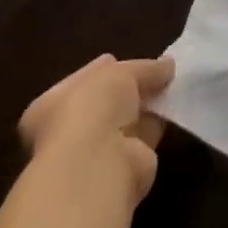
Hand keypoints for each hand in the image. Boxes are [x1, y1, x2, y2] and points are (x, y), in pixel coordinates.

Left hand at [18, 54, 174, 212]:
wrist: (97, 165)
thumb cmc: (92, 109)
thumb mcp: (119, 72)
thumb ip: (144, 68)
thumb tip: (168, 65)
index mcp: (51, 106)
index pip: (81, 81)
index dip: (104, 69)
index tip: (125, 60)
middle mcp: (69, 132)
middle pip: (106, 103)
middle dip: (131, 89)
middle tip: (158, 72)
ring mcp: (95, 152)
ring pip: (127, 120)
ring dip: (147, 106)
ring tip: (173, 85)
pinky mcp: (123, 168)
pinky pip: (144, 137)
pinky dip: (159, 123)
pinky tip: (175, 108)